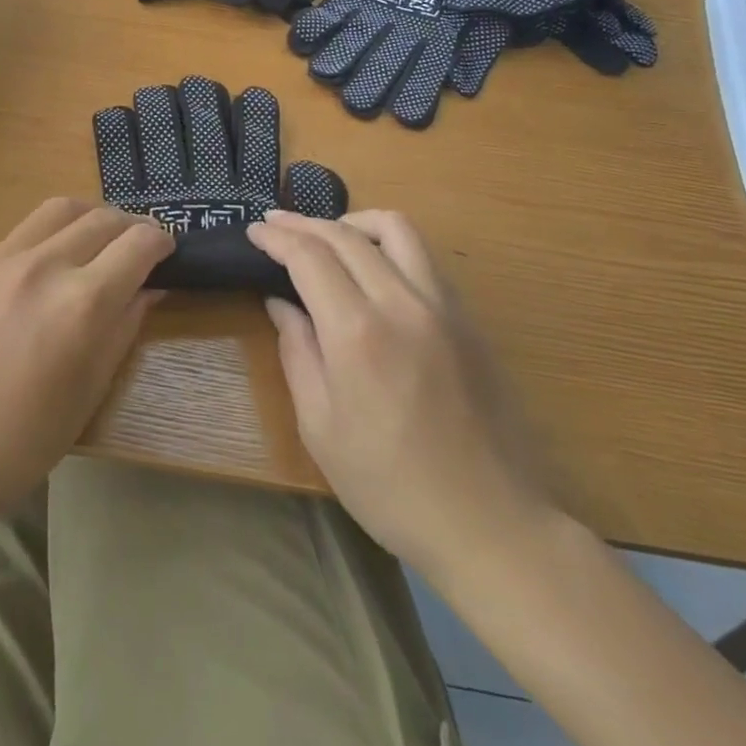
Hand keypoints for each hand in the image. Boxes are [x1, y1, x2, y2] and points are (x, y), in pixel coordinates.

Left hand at [0, 198, 171, 530]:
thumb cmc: (21, 443)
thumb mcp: (89, 392)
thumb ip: (124, 328)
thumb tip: (149, 288)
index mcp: (81, 302)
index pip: (139, 244)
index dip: (162, 242)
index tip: (168, 252)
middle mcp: (44, 265)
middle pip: (103, 218)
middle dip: (132, 227)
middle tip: (139, 246)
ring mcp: (1, 260)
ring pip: (60, 209)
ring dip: (91, 217)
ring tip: (98, 240)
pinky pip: (22, 233)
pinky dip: (50, 236)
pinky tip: (47, 266)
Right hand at [249, 210, 555, 580]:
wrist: (491, 524)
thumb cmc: (390, 486)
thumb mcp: (321, 427)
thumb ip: (297, 353)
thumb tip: (281, 303)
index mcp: (358, 332)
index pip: (309, 256)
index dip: (277, 237)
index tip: (254, 231)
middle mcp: (401, 303)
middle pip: (346, 234)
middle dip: (304, 223)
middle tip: (276, 225)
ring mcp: (442, 306)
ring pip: (396, 229)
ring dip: (353, 222)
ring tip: (327, 236)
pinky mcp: (467, 318)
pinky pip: (423, 257)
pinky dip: (388, 245)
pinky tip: (373, 269)